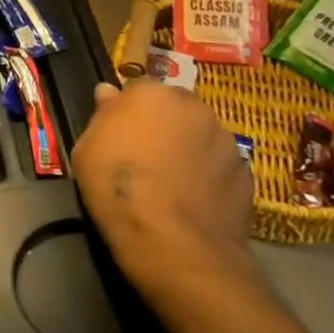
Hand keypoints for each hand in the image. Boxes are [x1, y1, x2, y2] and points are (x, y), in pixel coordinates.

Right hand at [71, 81, 263, 318]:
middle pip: (174, 109)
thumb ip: (102, 116)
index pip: (137, 90)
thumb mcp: (86, 149)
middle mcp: (194, 107)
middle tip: (144, 156)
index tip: (117, 134)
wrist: (173, 242)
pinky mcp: (247, 173)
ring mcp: (226, 140)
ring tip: (171, 182)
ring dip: (188, 148)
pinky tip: (193, 199)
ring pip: (200, 136)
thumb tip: (110, 93)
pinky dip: (208, 175)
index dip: (127, 111)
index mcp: (152, 94)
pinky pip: (220, 166)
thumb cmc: (117, 188)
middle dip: (162, 125)